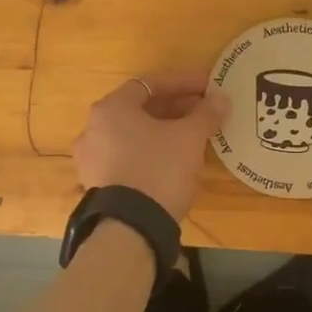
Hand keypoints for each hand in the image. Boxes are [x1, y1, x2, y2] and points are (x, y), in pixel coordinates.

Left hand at [72, 71, 229, 219]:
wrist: (131, 228)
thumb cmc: (159, 169)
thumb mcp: (189, 138)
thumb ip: (206, 113)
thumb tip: (220, 98)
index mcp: (111, 109)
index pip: (149, 84)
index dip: (182, 83)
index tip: (208, 86)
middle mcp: (93, 129)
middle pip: (140, 110)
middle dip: (175, 109)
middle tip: (203, 112)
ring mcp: (91, 160)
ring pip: (134, 136)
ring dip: (163, 132)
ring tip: (192, 137)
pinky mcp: (98, 186)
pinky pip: (128, 159)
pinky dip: (151, 154)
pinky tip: (174, 163)